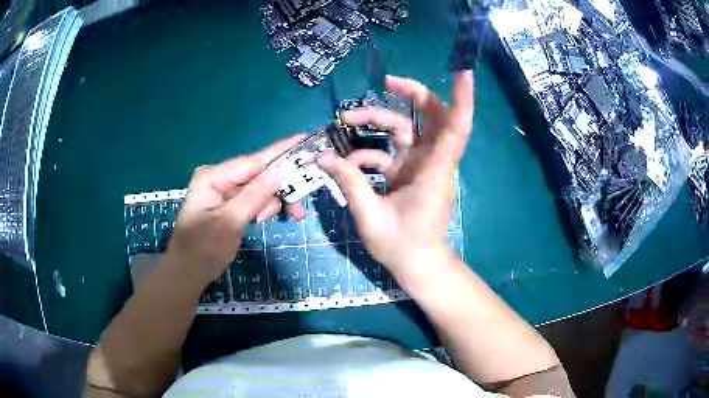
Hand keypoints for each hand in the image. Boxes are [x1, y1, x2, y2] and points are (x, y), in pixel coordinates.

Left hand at [164, 135, 304, 289]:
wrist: (188, 273)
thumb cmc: (203, 249)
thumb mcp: (229, 223)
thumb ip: (254, 196)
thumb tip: (279, 172)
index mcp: (214, 177)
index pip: (253, 161)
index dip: (280, 152)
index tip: (305, 140)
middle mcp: (219, 178)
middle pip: (258, 174)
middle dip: (279, 188)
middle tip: (297, 209)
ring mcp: (224, 191)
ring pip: (259, 188)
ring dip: (271, 202)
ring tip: (274, 220)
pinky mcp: (229, 204)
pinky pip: (253, 200)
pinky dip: (264, 208)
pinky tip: (264, 219)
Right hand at [318, 72, 473, 284]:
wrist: (417, 265)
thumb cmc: (402, 245)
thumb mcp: (371, 215)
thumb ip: (349, 182)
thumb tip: (323, 156)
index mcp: (434, 170)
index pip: (455, 129)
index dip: (462, 100)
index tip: (464, 73)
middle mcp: (432, 161)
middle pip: (432, 116)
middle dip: (412, 94)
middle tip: (386, 83)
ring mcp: (421, 165)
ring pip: (407, 128)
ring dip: (379, 120)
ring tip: (347, 121)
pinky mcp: (409, 173)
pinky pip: (391, 151)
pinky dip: (370, 151)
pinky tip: (348, 162)